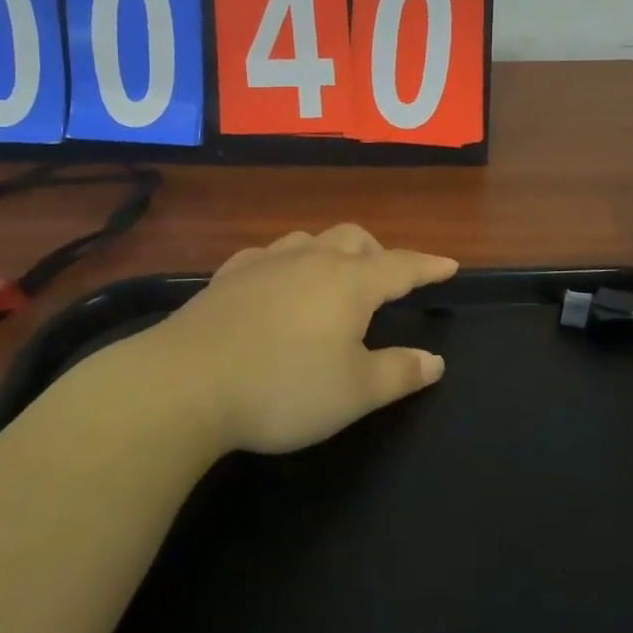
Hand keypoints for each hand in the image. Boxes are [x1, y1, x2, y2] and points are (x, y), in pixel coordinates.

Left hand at [155, 224, 458, 453]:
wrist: (183, 385)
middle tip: (387, 281)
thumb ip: (399, 373)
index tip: (449, 265)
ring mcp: (265, 264)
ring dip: (332, 253)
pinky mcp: (226, 277)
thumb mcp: (354, 393)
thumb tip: (435, 360)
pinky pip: (268, 256)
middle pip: (354, 239)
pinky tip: (276, 283)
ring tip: (334, 280)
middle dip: (379, 253)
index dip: (429, 266)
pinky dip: (287, 264)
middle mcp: (310, 260)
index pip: (402, 266)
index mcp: (349, 283)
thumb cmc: (282, 388)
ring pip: (310, 240)